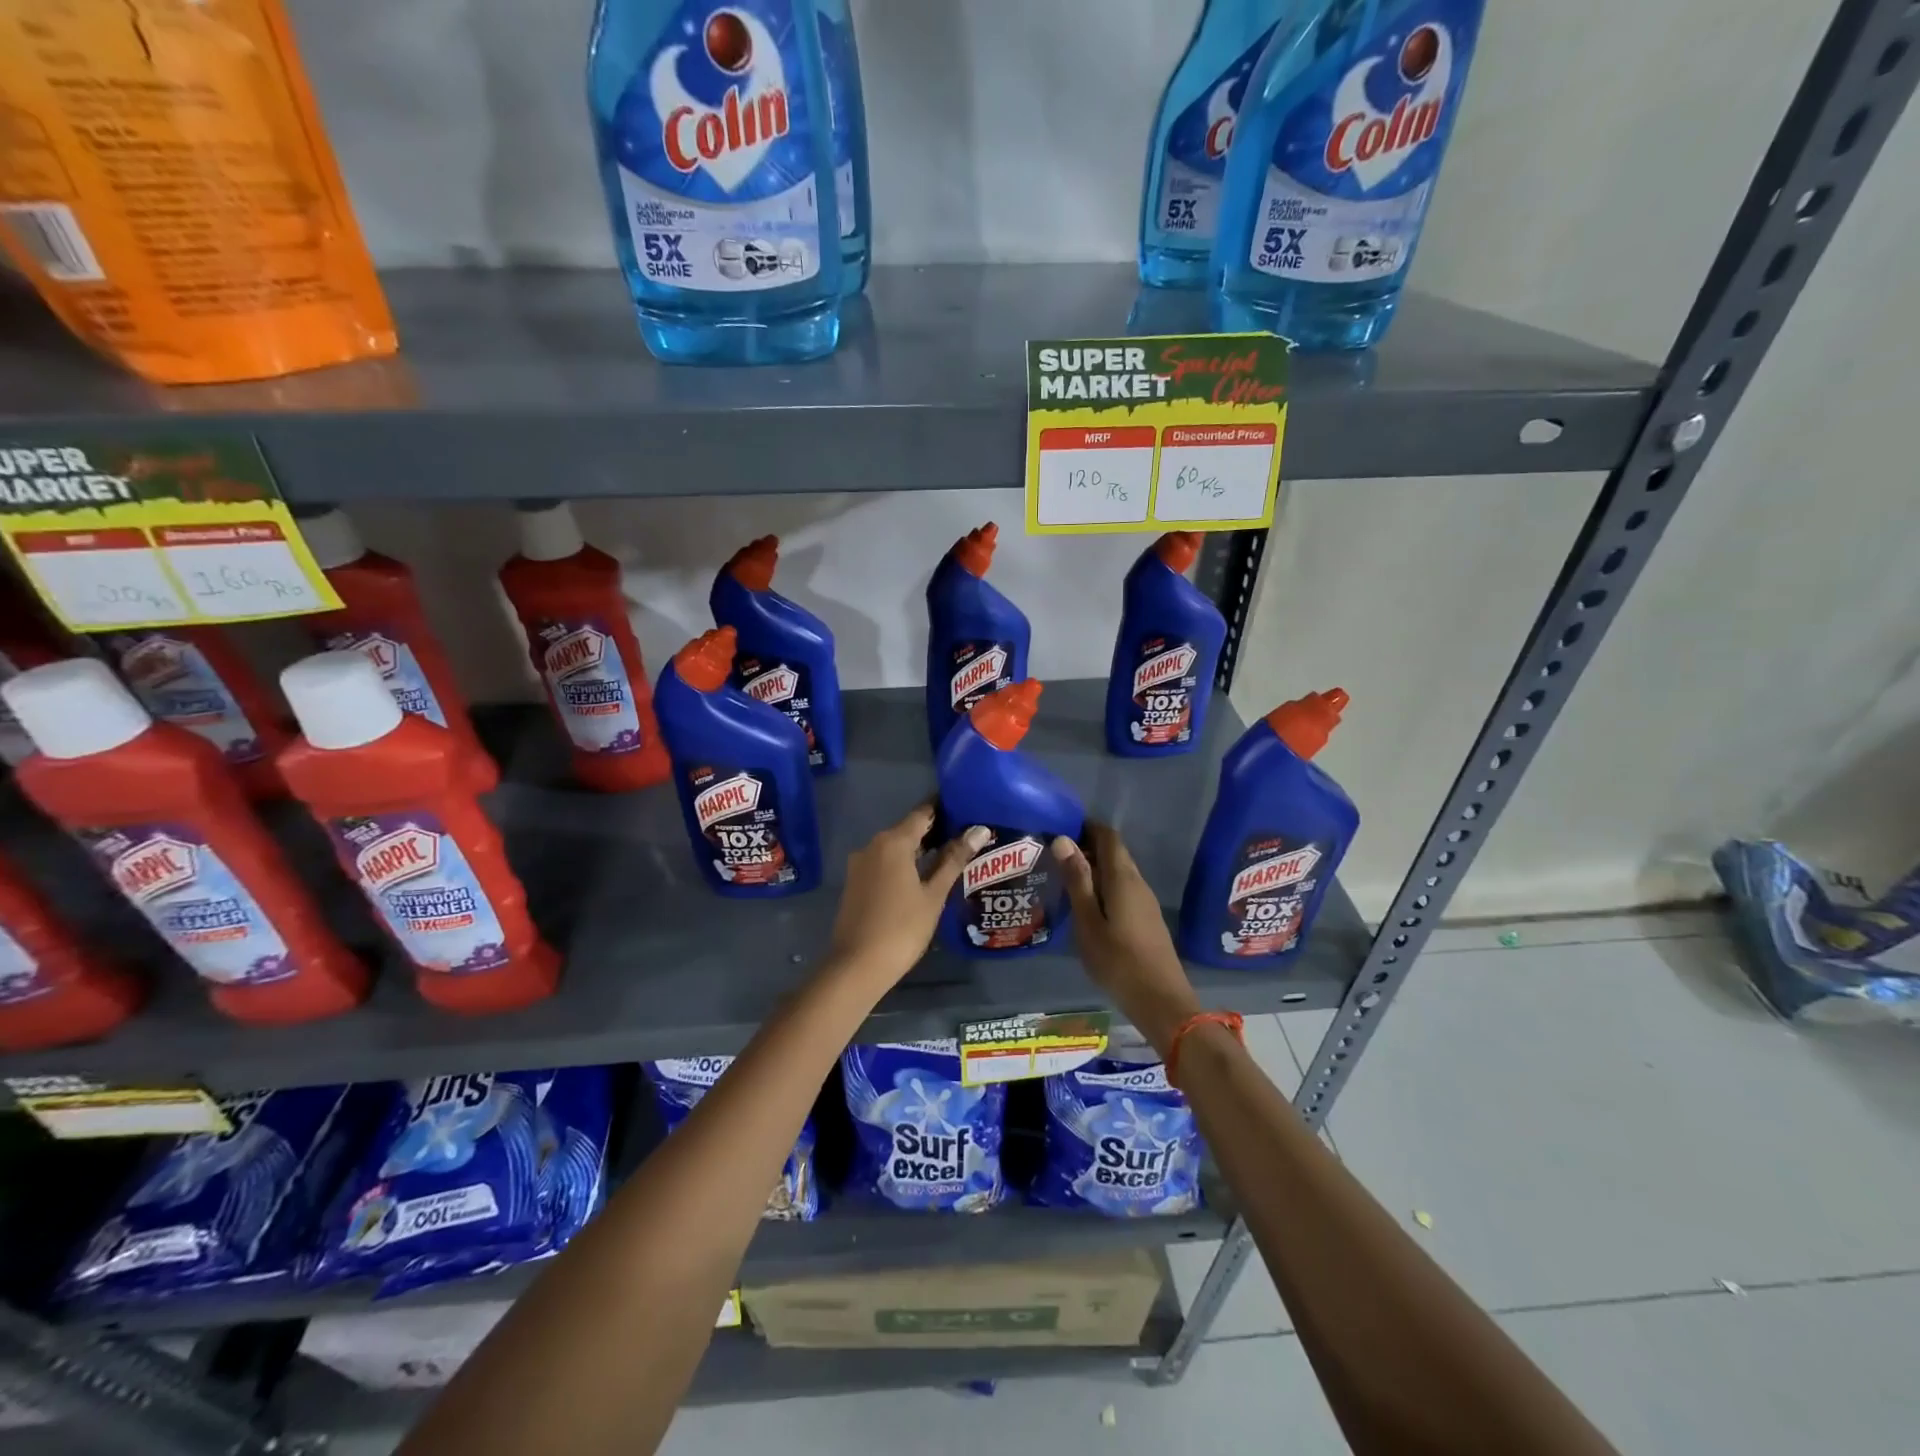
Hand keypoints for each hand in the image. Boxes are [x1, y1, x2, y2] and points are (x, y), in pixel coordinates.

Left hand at [827, 803, 987, 984]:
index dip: (944, 809)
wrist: (857, 966)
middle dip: (934, 831)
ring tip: (949, 858)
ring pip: (894, 847)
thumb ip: (954, 860)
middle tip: (965, 838)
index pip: (922, 813)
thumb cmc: (902, 928)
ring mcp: (860, 864)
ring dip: (918, 850)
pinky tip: (921, 878)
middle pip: (907, 829)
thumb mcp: (934, 895)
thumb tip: (978, 830)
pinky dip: (903, 864)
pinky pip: (883, 863)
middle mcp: (873, 845)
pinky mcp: (855, 882)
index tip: (965, 809)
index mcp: (893, 842)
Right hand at [1053, 823, 1202, 1054]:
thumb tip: (1063, 839)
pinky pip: (1123, 889)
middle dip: (1088, 847)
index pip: (1108, 836)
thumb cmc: (1118, 961)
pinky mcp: (1147, 919)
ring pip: (1119, 872)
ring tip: (1065, 878)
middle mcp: (1138, 882)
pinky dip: (1104, 886)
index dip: (1087, 827)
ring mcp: (1146, 901)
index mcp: (1123, 878)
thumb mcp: (1088, 921)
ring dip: (1095, 868)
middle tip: (1055, 855)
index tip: (1060, 829)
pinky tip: (1087, 904)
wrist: (1161, 1001)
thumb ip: (1077, 880)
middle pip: (1115, 853)